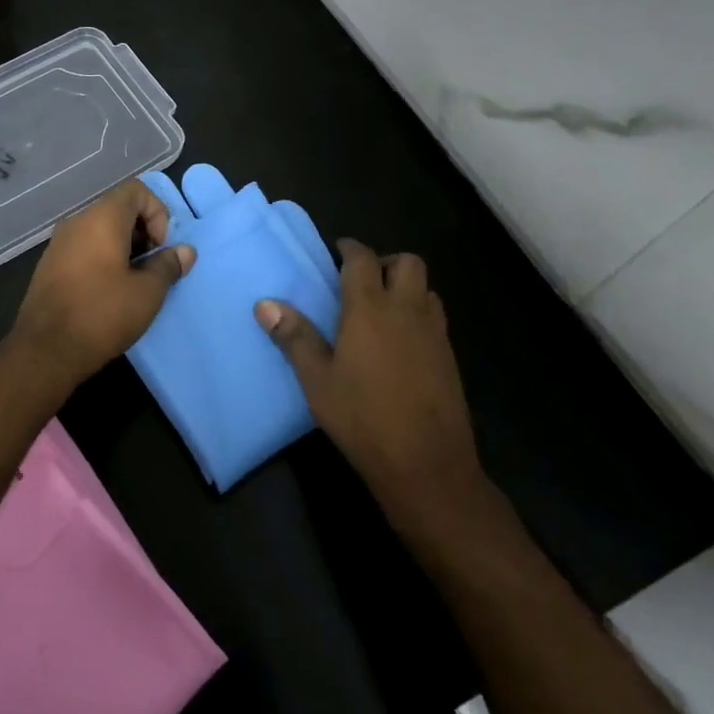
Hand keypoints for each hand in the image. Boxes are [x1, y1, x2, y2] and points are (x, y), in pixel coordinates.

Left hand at [6, 179, 194, 397]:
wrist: (44, 351)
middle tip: (152, 268)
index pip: (136, 190)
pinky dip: (103, 258)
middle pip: (118, 208)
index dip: (157, 212)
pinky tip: (109, 292)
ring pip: (100, 229)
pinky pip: (84, 247)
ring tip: (134, 282)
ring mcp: (59, 243)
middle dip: (143, 232)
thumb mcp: (147, 293)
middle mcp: (77, 222)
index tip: (159, 248)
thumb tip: (185, 251)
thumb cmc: (101, 315)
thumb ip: (168, 266)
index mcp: (101, 219)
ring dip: (124, 248)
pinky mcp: (50, 265)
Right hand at [255, 239, 483, 530]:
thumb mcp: (317, 380)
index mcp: (370, 308)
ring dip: (405, 286)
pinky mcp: (449, 357)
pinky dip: (418, 313)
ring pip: (426, 288)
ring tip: (381, 310)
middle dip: (384, 262)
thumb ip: (294, 337)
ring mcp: (433, 333)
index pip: (362, 259)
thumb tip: (264, 303)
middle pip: (406, 262)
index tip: (337, 251)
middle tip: (360, 281)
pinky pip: (435, 316)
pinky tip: (400, 342)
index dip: (349, 248)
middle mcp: (406, 310)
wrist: (427, 465)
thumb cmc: (363, 418)